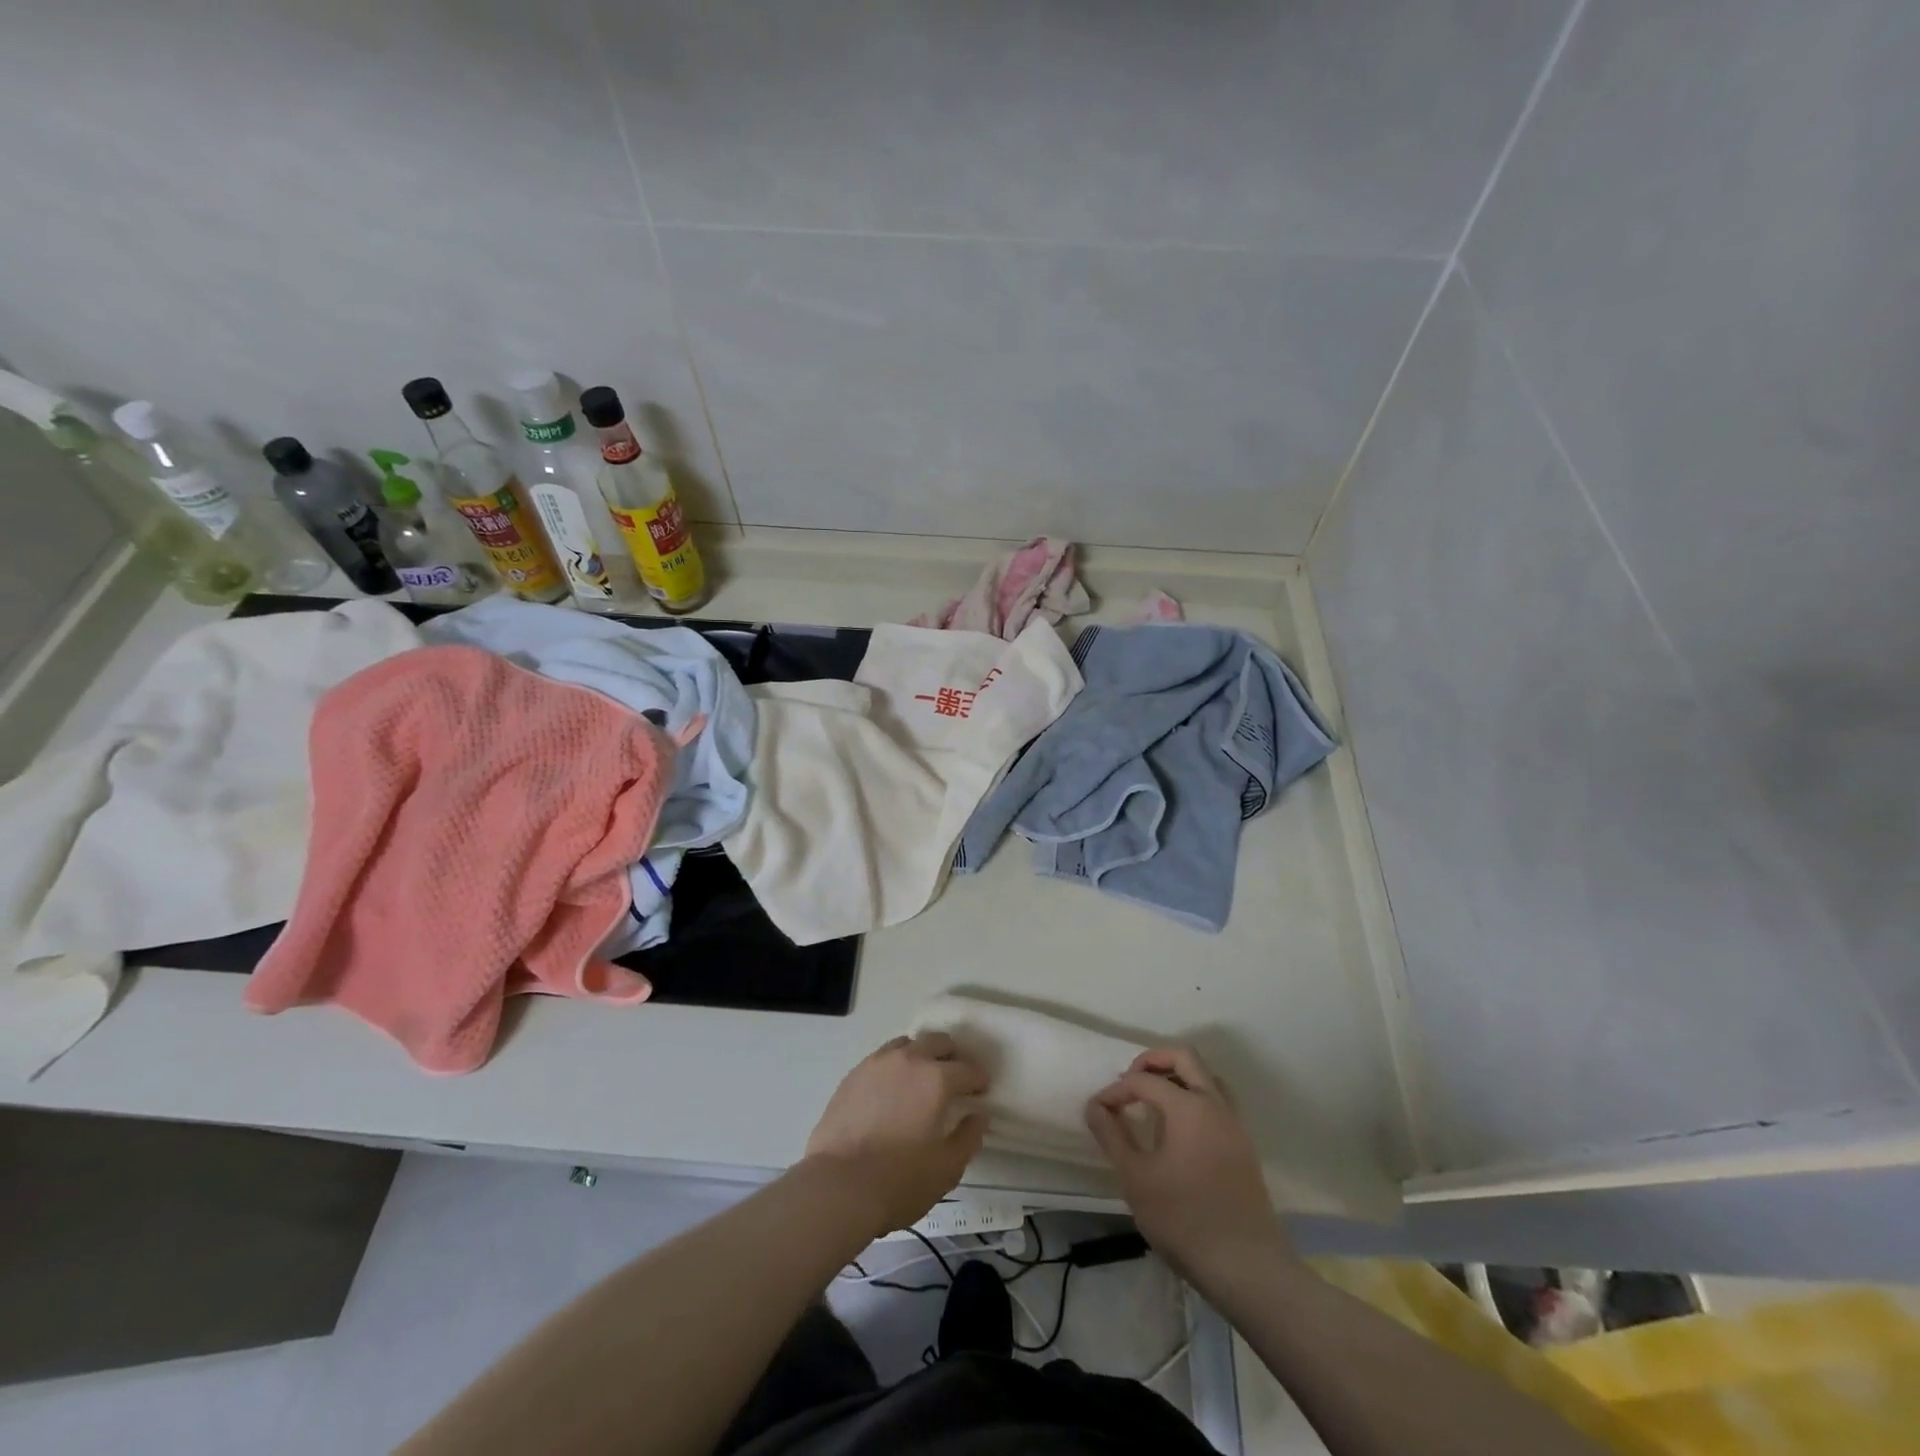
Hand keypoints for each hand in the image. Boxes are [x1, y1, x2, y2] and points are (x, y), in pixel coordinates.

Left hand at [804, 1032, 988, 1236]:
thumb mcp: (947, 1169)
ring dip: (921, 1055)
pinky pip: (882, 1058)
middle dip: (952, 1057)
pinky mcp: (853, 1074)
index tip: (981, 1091)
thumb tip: (979, 1115)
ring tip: (920, 1079)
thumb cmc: (899, 1181)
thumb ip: (968, 1138)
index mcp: (936, 1079)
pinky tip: (891, 1090)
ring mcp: (877, 1063)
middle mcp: (909, 1060)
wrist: (837, 1186)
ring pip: (907, 1044)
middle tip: (954, 1079)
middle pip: (938, 1042)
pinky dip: (894, 1067)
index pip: (967, 1069)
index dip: (979, 1079)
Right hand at [1086, 1047, 1291, 1286]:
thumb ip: (1112, 1136)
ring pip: (1206, 1077)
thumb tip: (1095, 1106)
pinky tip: (1178, 1129)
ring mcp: (1234, 1124)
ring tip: (1153, 1101)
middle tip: (1130, 1083)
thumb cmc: (1184, 1219)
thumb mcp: (1136, 1178)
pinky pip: (1218, 1102)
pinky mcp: (1243, 1146)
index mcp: (1188, 1106)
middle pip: (1185, 1057)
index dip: (1116, 1091)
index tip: (1098, 1111)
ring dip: (1178, 1077)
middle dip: (1152, 1061)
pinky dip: (1195, 1098)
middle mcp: (1215, 1104)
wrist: (1247, 1267)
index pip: (1143, 1080)